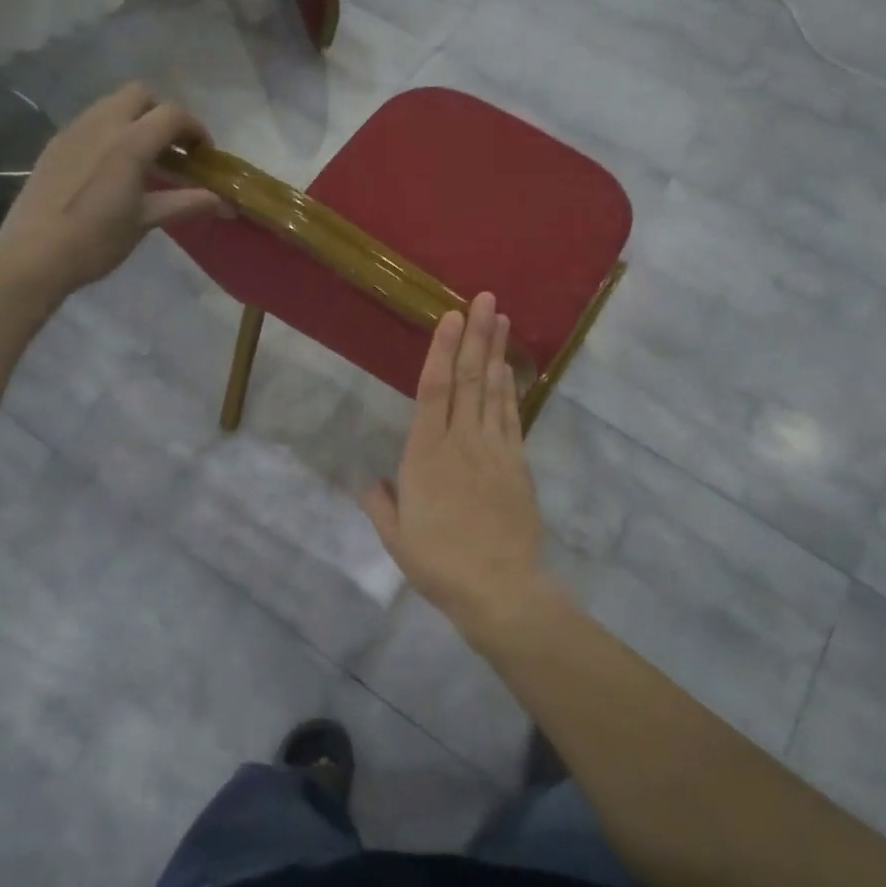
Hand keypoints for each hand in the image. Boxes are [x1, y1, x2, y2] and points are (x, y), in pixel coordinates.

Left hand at [0, 83, 224, 295]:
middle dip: (164, 115)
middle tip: (174, 149)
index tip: (204, 156)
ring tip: (146, 159)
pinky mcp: (56, 144)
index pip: (172, 115)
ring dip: (137, 121)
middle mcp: (101, 125)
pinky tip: (114, 168)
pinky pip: (91, 122)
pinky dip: (113, 132)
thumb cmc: (96, 240)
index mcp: (128, 142)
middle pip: (141, 95)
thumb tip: (224, 202)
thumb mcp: (145, 221)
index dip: (196, 130)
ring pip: (113, 105)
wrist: (34, 254)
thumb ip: (186, 203)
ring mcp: (74, 130)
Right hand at [361, 293, 557, 635]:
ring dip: (496, 352)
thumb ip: (380, 504)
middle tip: (485, 298)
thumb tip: (368, 482)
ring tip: (501, 317)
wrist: (499, 588)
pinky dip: (510, 389)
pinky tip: (509, 369)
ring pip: (493, 391)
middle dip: (475, 335)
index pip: (432, 390)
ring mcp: (494, 450)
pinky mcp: (518, 464)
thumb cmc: (439, 563)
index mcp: (425, 455)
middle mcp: (461, 441)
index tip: (449, 317)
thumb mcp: (396, 538)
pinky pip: (511, 417)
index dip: (441, 350)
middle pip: (468, 379)